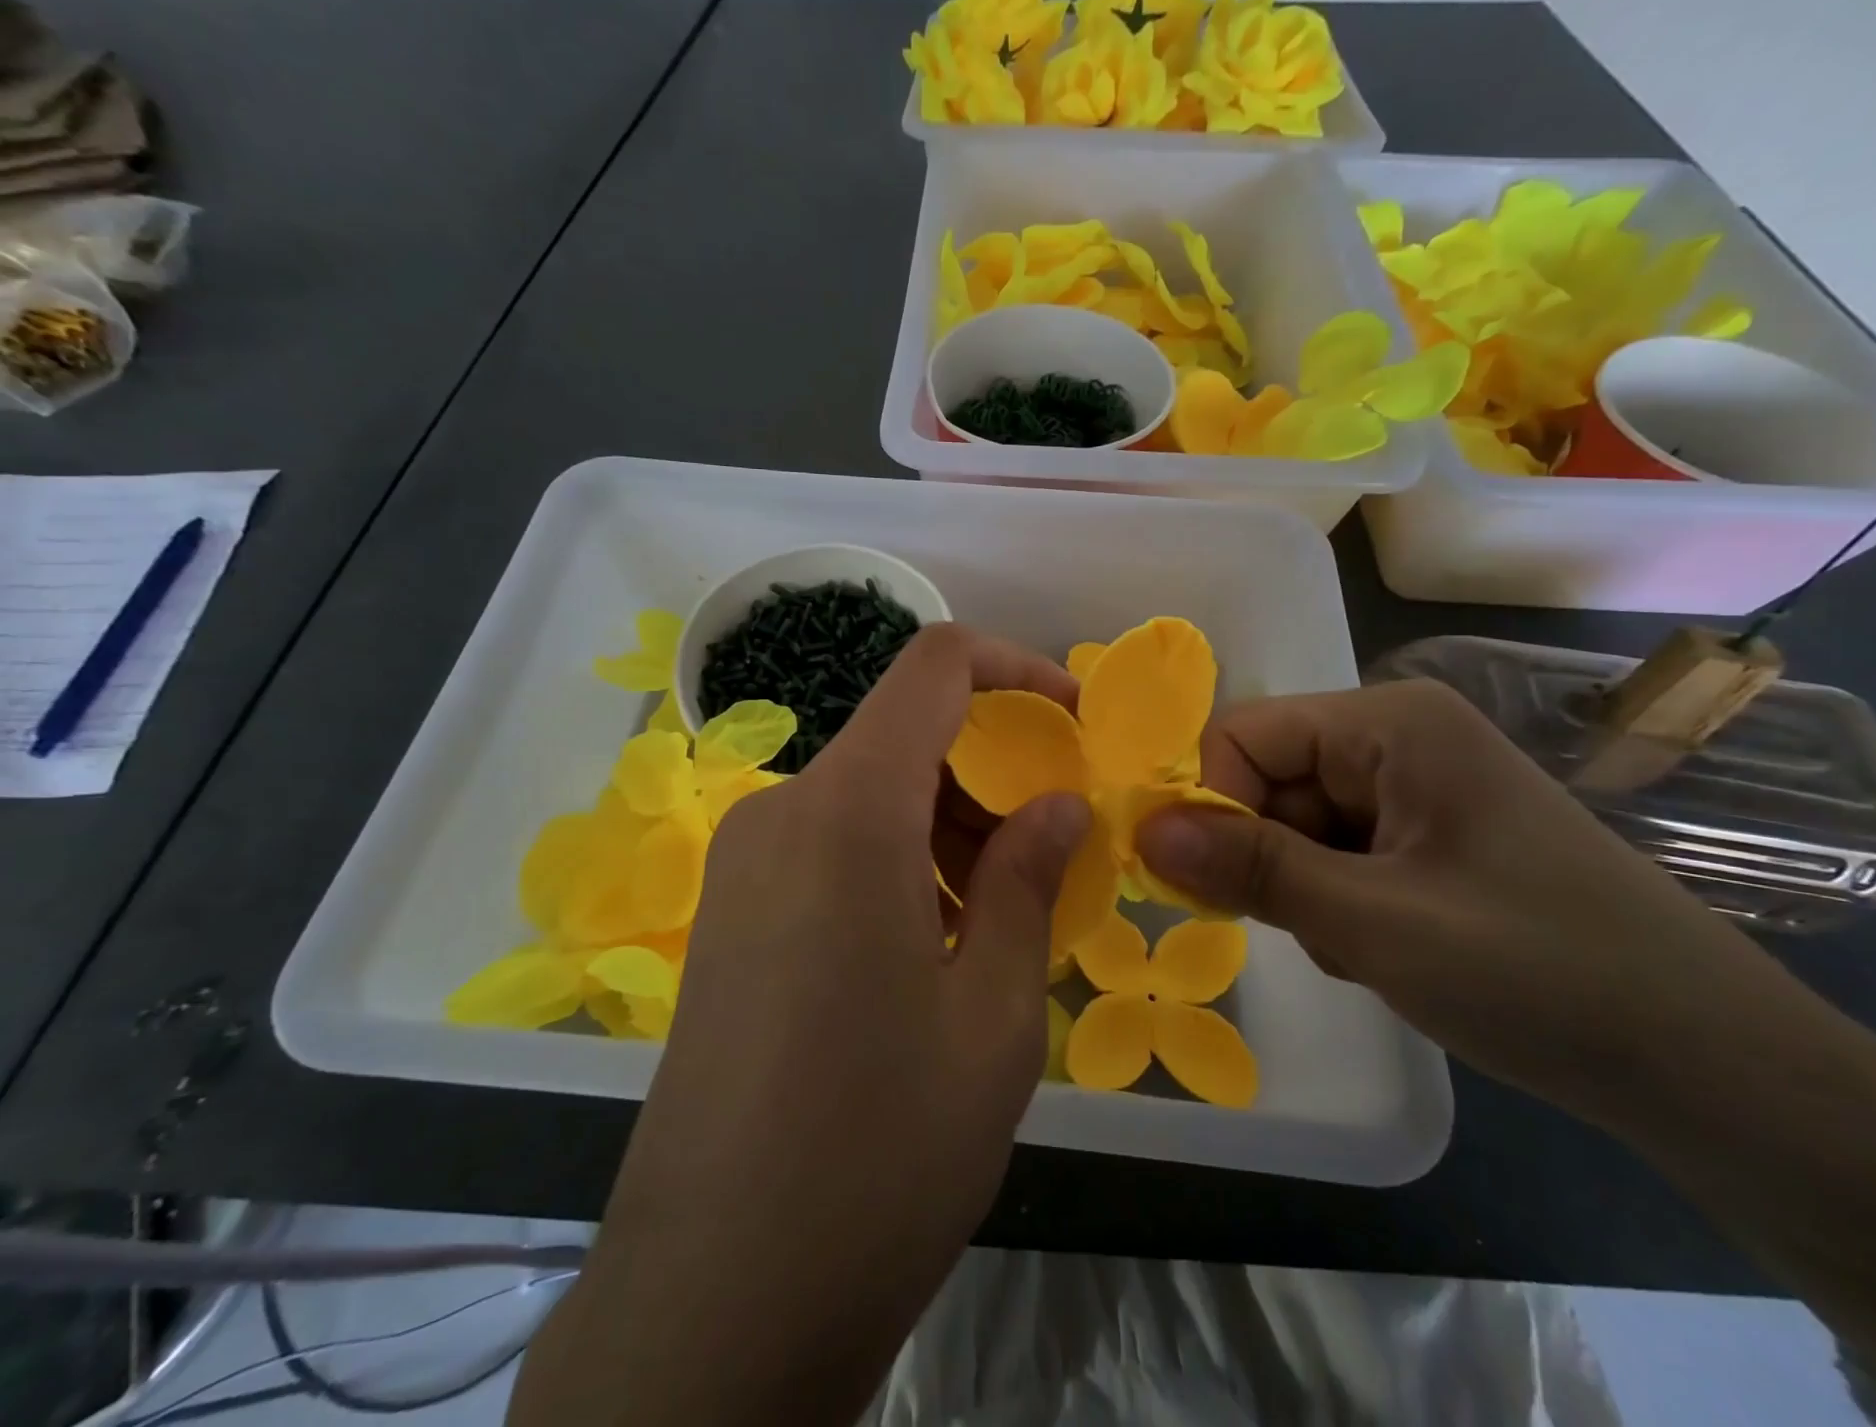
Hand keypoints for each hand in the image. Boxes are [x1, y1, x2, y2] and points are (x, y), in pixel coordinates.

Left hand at [514, 624, 1089, 1426]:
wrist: (713, 1298)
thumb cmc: (879, 1152)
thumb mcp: (995, 1016)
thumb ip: (1031, 882)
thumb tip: (1058, 804)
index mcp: (848, 812)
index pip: (934, 666)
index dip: (1015, 668)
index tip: (1073, 721)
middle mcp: (782, 811)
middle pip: (904, 735)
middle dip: (990, 769)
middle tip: (1052, 851)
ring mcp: (744, 861)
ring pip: (870, 791)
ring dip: (947, 822)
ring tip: (1001, 915)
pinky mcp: (730, 910)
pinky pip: (831, 841)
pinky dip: (898, 857)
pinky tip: (934, 942)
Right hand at [1134, 678, 1794, 1121]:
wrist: (1711, 1069)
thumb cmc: (1541, 973)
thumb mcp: (1375, 923)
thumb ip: (1252, 869)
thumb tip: (1143, 831)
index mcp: (1388, 722)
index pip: (1242, 735)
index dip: (1210, 803)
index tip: (1211, 883)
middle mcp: (1393, 738)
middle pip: (1265, 780)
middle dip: (1266, 858)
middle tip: (1312, 929)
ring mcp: (1410, 787)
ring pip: (1290, 824)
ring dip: (1300, 889)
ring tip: (1363, 945)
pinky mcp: (1420, 835)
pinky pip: (1330, 852)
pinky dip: (1333, 902)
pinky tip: (1384, 947)